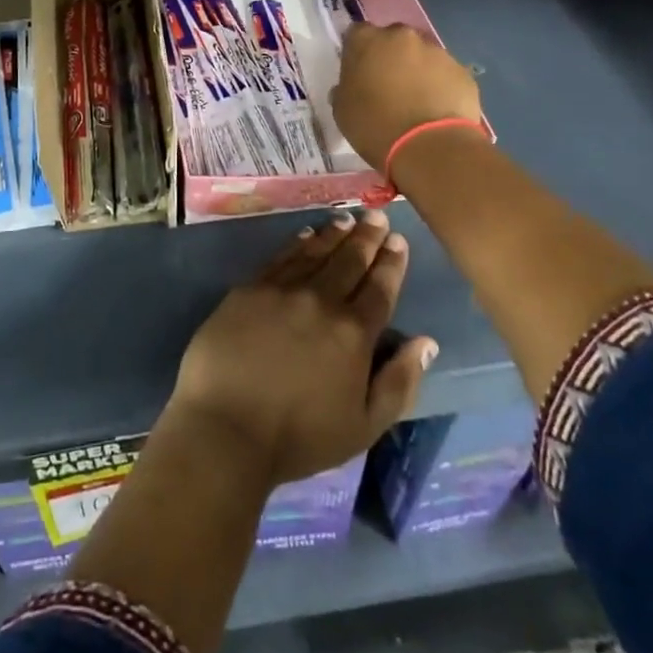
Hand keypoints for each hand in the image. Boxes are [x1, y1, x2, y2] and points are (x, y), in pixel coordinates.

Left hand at [166, 211, 437, 490]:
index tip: (398, 240)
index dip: (391, 262)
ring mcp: (282, 290)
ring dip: (334, 234)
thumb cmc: (299, 437)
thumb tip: (426, 342)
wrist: (226, 427)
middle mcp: (321, 300)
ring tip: (346, 220)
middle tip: (376, 215)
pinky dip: (297, 243)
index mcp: (354, 333)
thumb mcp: (364, 426)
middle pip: (349, 261)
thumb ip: (399, 382)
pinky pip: (280, 257)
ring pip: (315, 252)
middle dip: (366, 237)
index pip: (379, 288)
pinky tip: (306, 234)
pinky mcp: (249, 289)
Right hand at [330, 22, 481, 173]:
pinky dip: (439, 86)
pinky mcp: (462, 71)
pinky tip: (436, 110)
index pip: (357, 34)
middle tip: (387, 86)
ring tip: (415, 102)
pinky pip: (444, 74)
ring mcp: (436, 51)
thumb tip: (351, 86)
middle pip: (393, 40)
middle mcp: (402, 36)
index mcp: (367, 40)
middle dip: (389, 57)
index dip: (357, 52)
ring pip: (421, 55)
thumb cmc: (375, 126)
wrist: (430, 147)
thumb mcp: (342, 110)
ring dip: (416, 71)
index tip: (358, 72)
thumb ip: (345, 88)